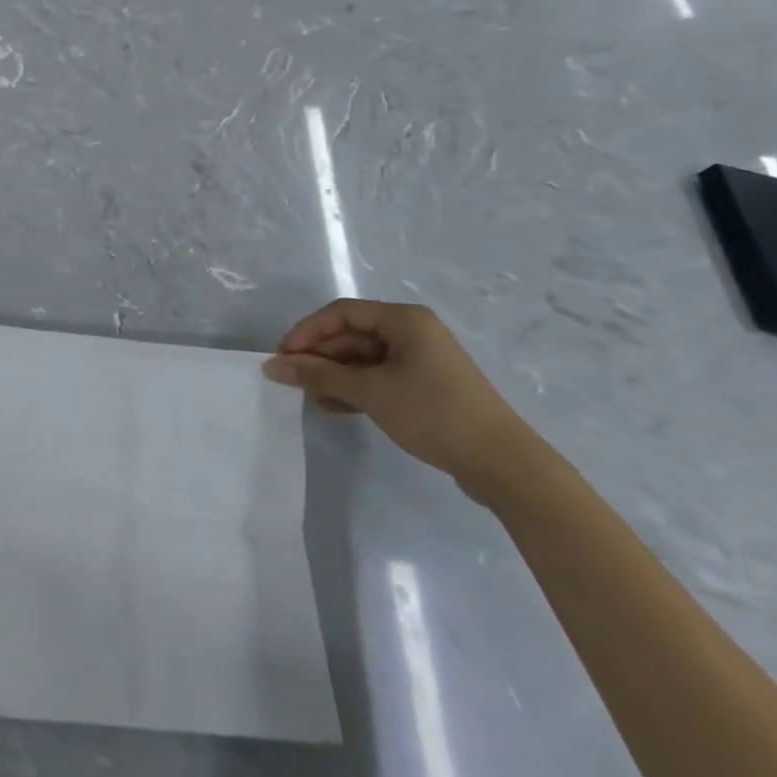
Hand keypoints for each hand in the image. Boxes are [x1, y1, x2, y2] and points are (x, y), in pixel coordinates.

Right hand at [263, 299, 535, 496]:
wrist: (503, 464)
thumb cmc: (433, 413)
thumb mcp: (370, 392)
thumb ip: (320, 376)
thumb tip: (273, 366)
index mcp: (403, 319)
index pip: (341, 313)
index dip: (307, 332)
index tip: (283, 358)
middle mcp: (412, 331)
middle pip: (352, 334)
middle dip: (320, 357)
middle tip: (292, 382)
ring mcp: (421, 359)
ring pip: (363, 358)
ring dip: (335, 376)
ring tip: (311, 399)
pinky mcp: (426, 386)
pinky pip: (379, 377)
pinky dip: (355, 389)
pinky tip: (336, 408)